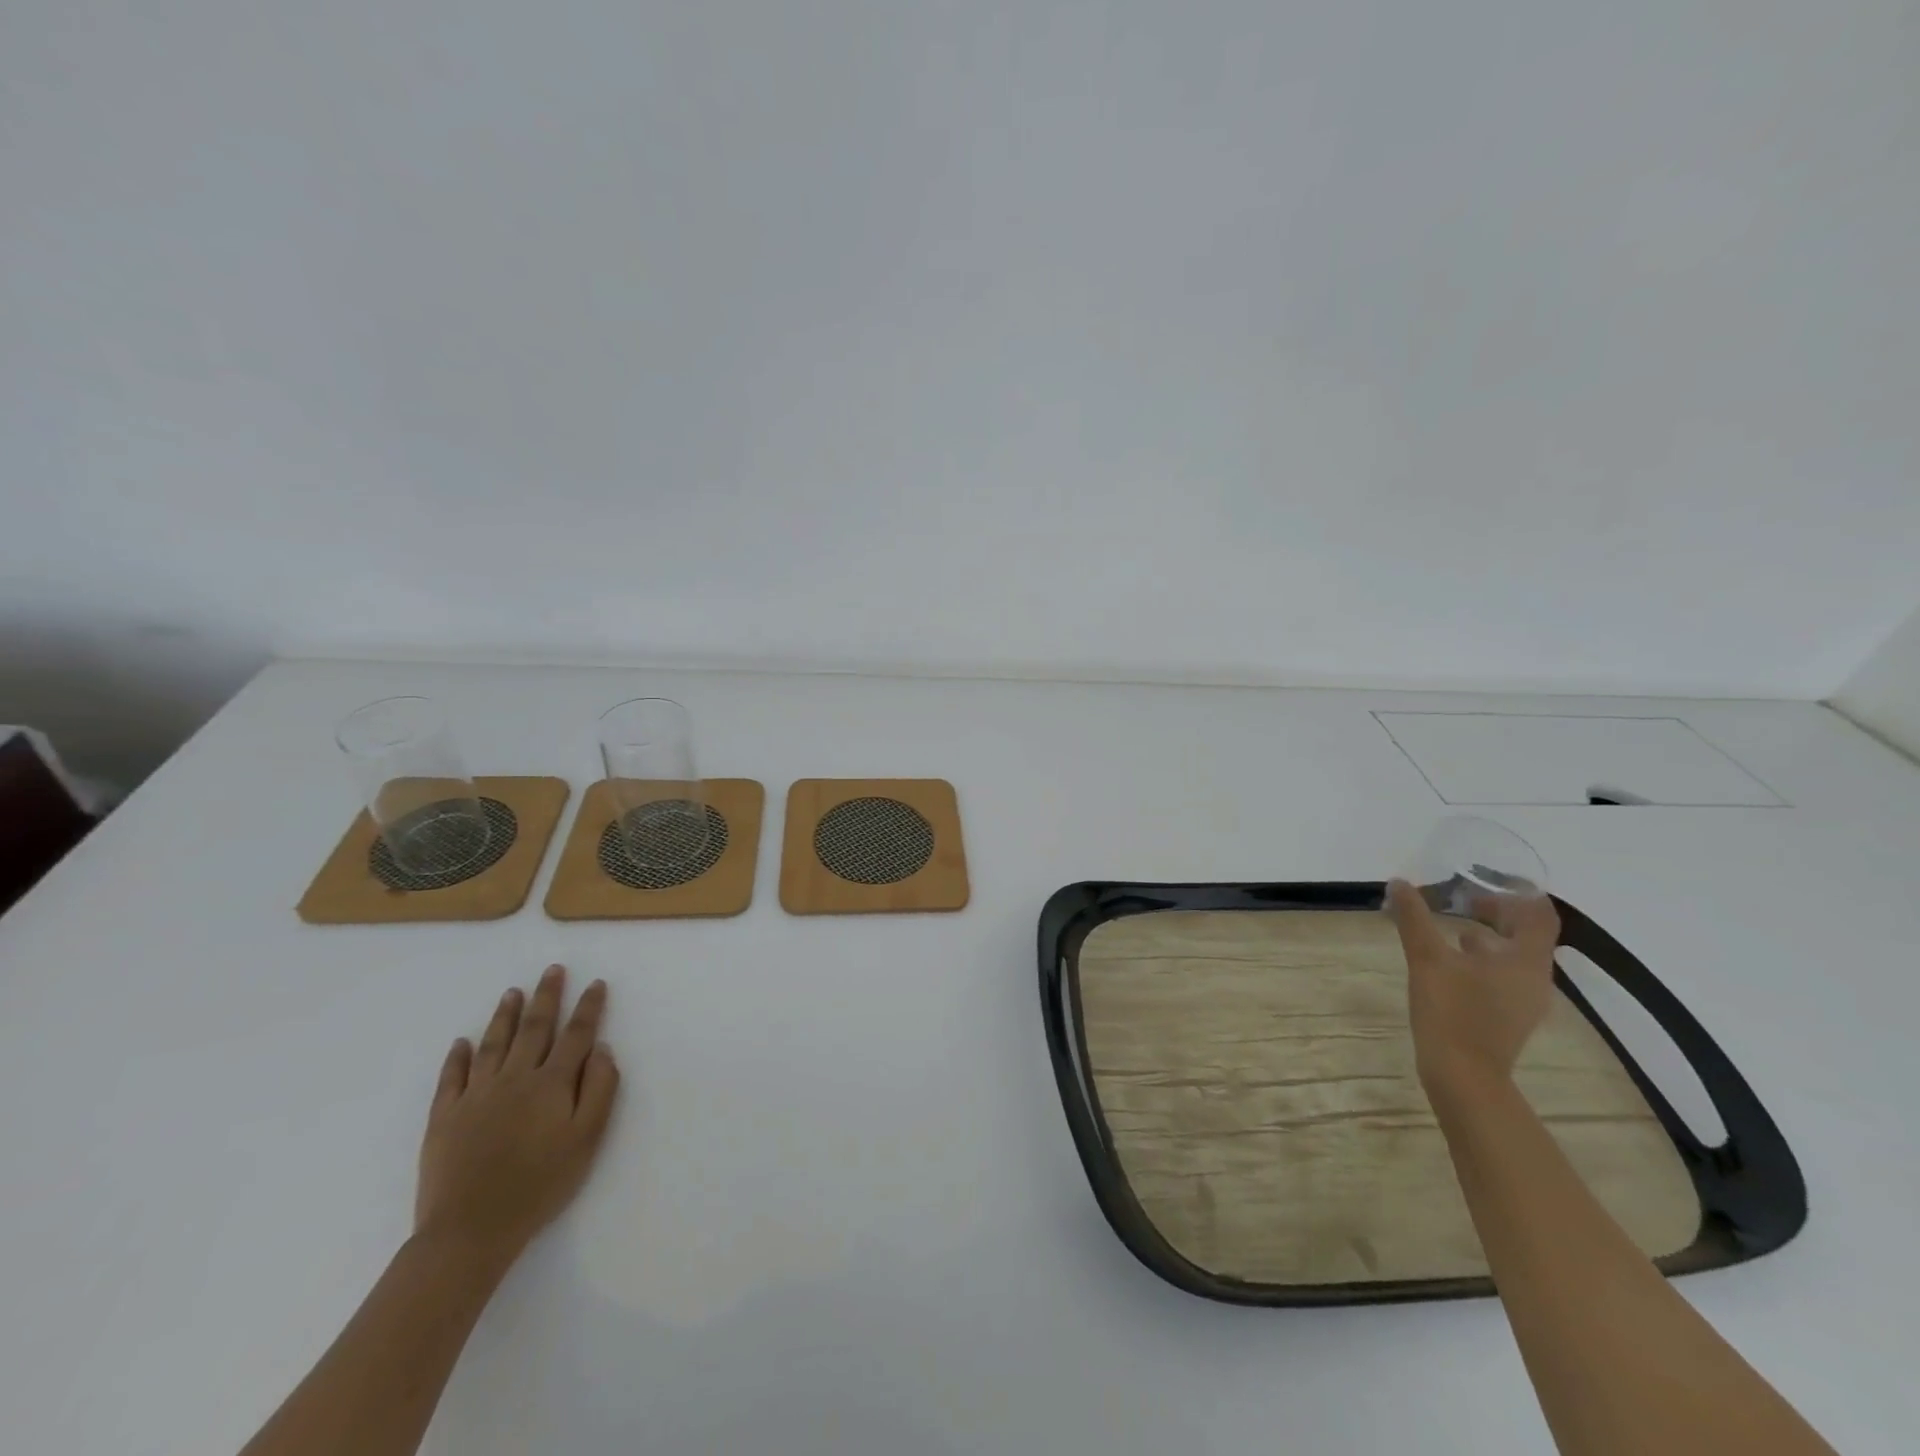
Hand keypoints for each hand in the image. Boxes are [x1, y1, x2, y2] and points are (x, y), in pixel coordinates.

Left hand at [415, 965, 620, 1263]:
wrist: (470, 1230)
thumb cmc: (540, 1185)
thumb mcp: (587, 1140)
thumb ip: (600, 1090)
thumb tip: (602, 1049)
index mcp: (552, 1083)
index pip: (576, 1035)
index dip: (589, 1007)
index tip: (596, 984)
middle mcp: (515, 1078)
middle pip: (535, 1028)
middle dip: (547, 996)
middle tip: (553, 970)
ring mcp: (476, 1095)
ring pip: (494, 1043)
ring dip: (506, 1015)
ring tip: (513, 993)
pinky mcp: (444, 1116)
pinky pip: (451, 1077)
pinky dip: (458, 1056)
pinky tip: (462, 1042)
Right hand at [1386, 879, 1560, 1100]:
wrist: (1462, 1076)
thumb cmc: (1452, 1012)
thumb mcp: (1427, 959)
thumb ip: (1414, 918)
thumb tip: (1399, 883)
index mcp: (1525, 960)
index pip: (1539, 914)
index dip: (1517, 892)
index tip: (1487, 879)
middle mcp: (1535, 977)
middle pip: (1527, 934)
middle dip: (1497, 912)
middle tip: (1462, 898)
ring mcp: (1524, 1000)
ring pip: (1514, 956)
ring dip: (1488, 936)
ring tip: (1451, 927)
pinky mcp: (1508, 1015)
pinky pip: (1504, 975)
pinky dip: (1483, 959)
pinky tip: (1451, 962)